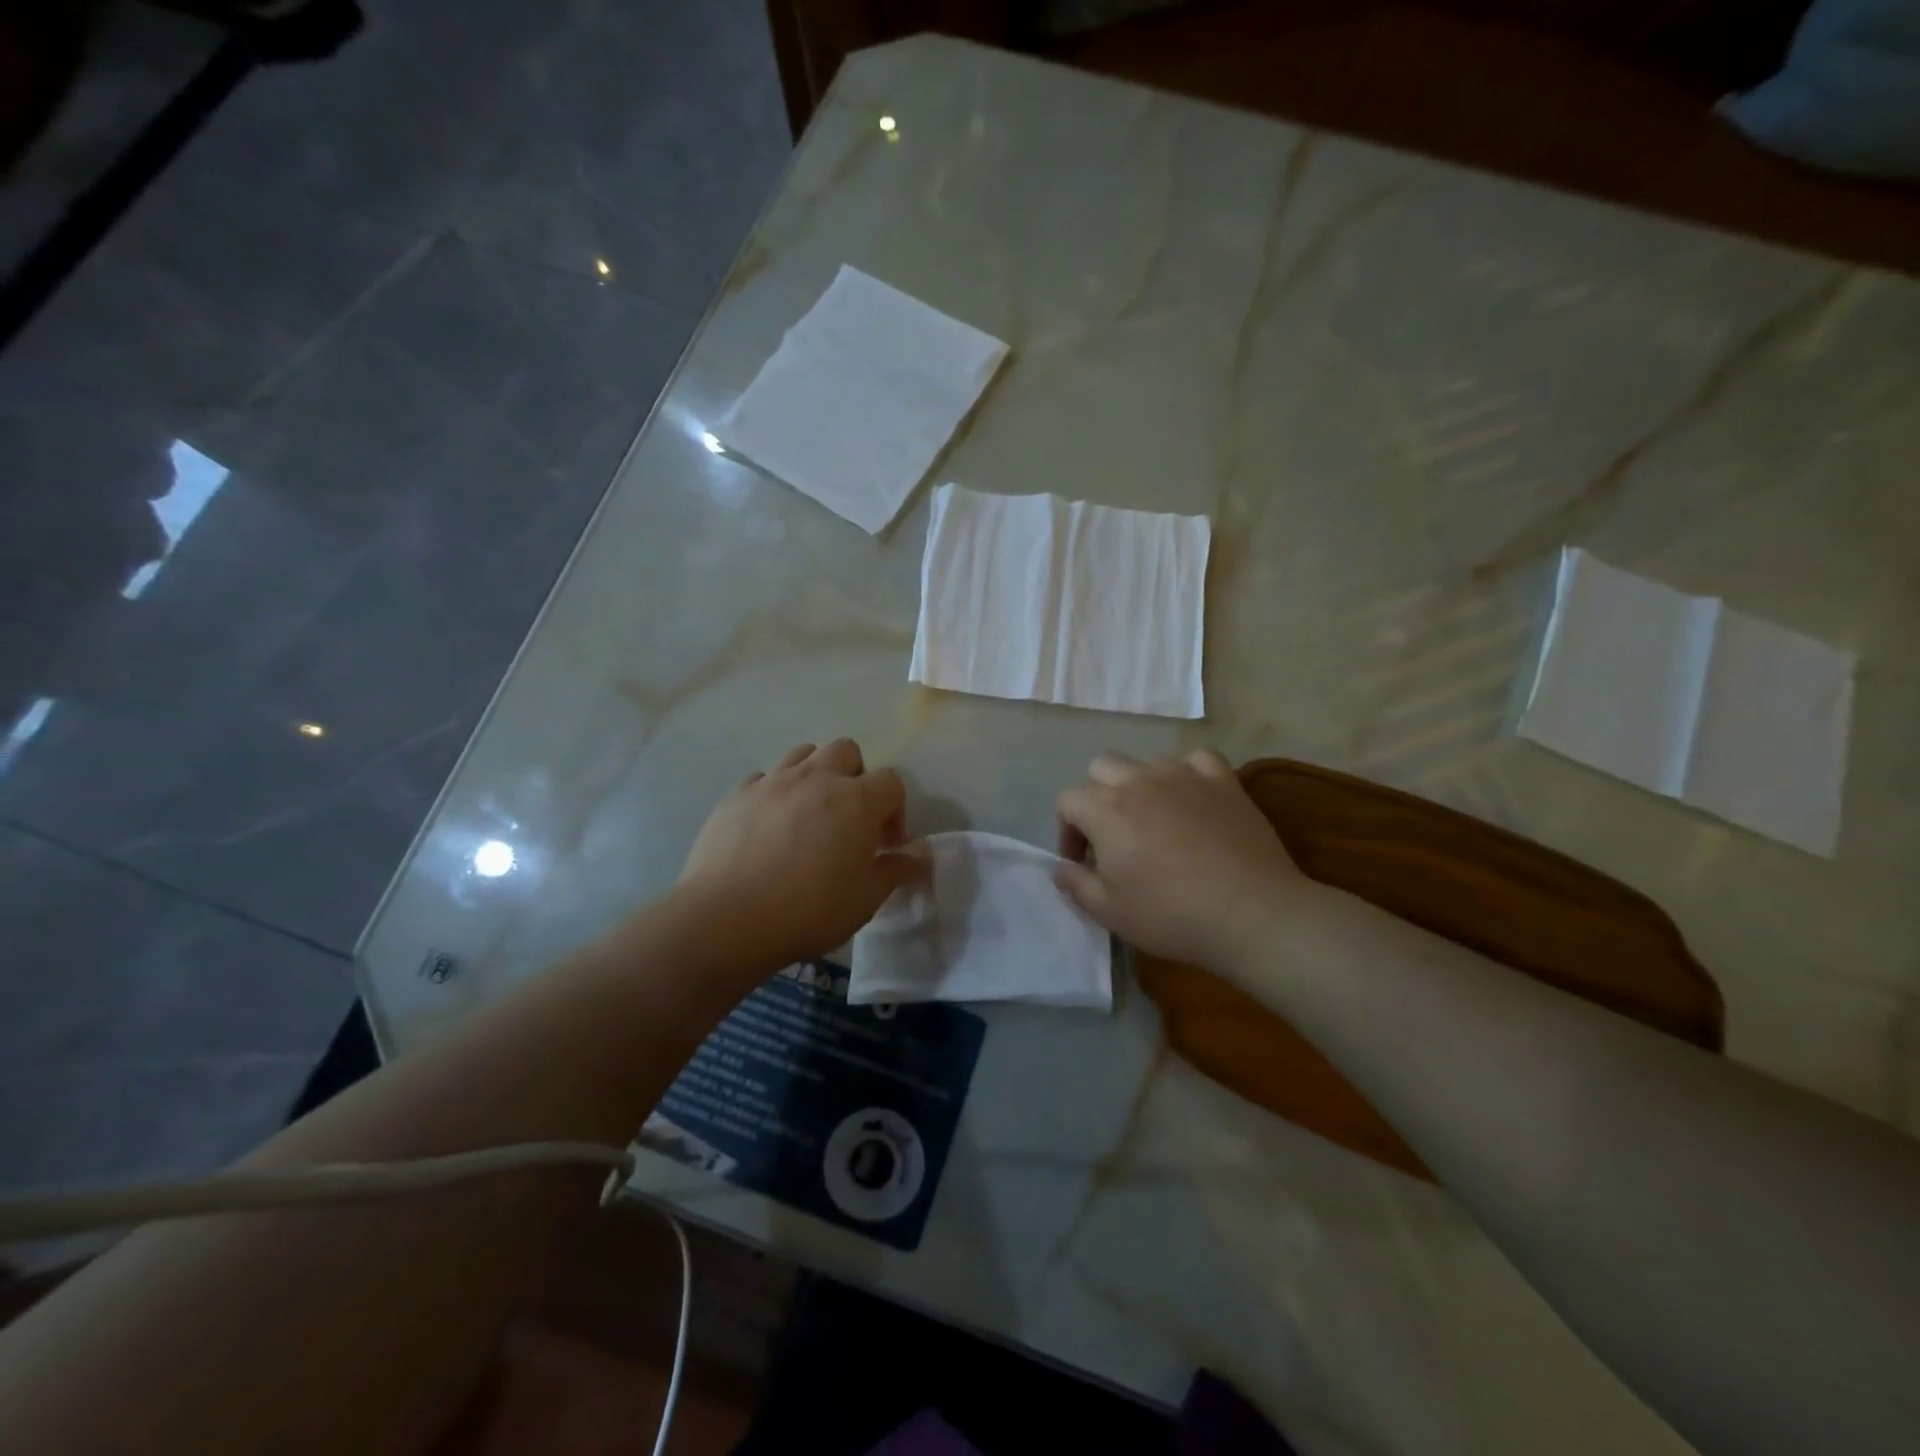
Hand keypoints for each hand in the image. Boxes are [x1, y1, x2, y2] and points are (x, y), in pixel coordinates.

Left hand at [677, 739, 925, 969]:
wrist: (726, 920)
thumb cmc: (808, 911)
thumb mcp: (865, 899)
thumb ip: (898, 869)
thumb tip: (923, 853)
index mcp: (856, 800)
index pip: (891, 781)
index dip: (895, 811)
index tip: (886, 846)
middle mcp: (816, 778)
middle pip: (847, 751)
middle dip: (856, 777)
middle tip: (849, 818)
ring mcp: (772, 781)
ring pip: (803, 753)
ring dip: (816, 775)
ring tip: (810, 814)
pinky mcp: (736, 794)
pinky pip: (764, 778)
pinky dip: (775, 793)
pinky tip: (769, 826)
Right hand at [1055, 750, 1311, 973]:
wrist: (1250, 913)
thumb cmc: (1171, 915)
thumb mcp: (1109, 912)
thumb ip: (1076, 885)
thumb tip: (1061, 868)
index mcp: (1105, 809)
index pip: (1068, 800)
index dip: (1068, 831)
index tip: (1083, 862)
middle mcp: (1139, 781)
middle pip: (1102, 767)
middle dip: (1098, 796)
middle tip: (1112, 834)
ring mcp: (1184, 776)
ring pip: (1147, 761)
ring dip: (1140, 785)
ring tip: (1153, 819)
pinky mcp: (1223, 781)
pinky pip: (1197, 759)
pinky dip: (1188, 773)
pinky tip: (1192, 797)